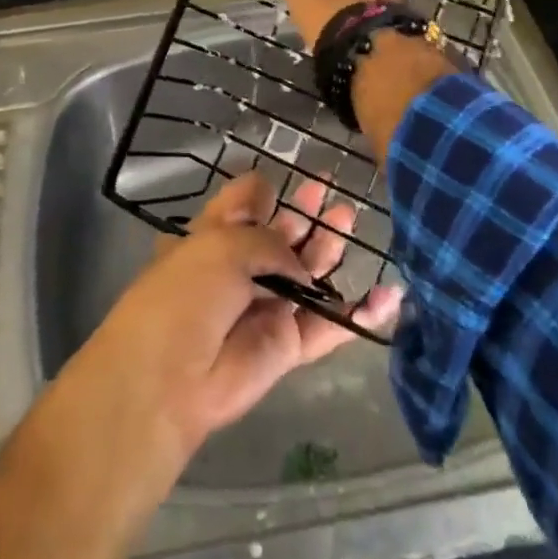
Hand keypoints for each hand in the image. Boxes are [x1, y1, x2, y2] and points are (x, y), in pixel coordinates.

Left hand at [89, 172, 402, 445]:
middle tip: (332, 195)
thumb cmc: (187, 293)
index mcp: (214, 237)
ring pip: (307, 275)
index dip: (267, 192)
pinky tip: (388, 295)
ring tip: (349, 221)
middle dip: (306, 216)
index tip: (292, 180)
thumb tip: (301, 266)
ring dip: (329, 249)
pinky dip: (358, 314)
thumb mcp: (223, 244)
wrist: (168, 379)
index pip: (244, 205)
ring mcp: (265, 307)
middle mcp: (239, 268)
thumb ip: (270, 242)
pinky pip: (328, 326)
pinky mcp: (286, 347)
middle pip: (281, 237)